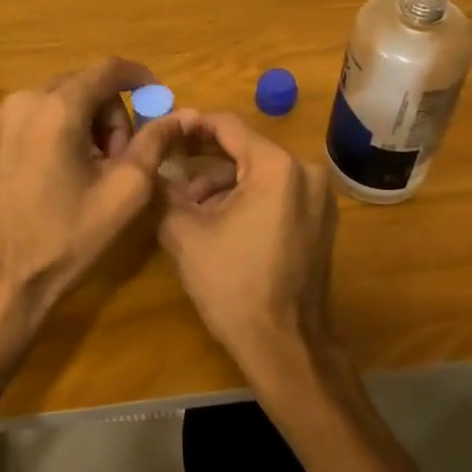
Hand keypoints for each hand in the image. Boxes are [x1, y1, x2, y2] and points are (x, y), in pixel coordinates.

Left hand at [0, 58, 181, 327]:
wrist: (3, 276)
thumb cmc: (66, 236)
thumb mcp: (124, 191)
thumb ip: (155, 143)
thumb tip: (179, 115)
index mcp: (58, 108)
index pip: (109, 69)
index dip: (141, 78)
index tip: (160, 100)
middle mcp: (27, 98)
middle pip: (88, 84)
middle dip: (115, 114)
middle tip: (124, 159)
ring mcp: (7, 114)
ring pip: (67, 97)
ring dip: (92, 122)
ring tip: (99, 169)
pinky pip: (45, 112)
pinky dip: (68, 127)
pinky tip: (73, 167)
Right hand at [157, 111, 339, 382]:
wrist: (286, 346)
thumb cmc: (233, 286)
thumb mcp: (185, 233)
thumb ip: (164, 190)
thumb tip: (150, 164)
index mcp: (275, 166)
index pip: (227, 126)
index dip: (191, 126)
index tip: (164, 134)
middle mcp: (305, 171)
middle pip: (245, 147)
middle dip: (204, 157)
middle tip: (169, 165)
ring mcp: (318, 195)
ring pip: (260, 170)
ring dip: (223, 181)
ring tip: (189, 204)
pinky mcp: (321, 218)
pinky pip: (277, 190)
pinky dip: (247, 196)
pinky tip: (219, 220)